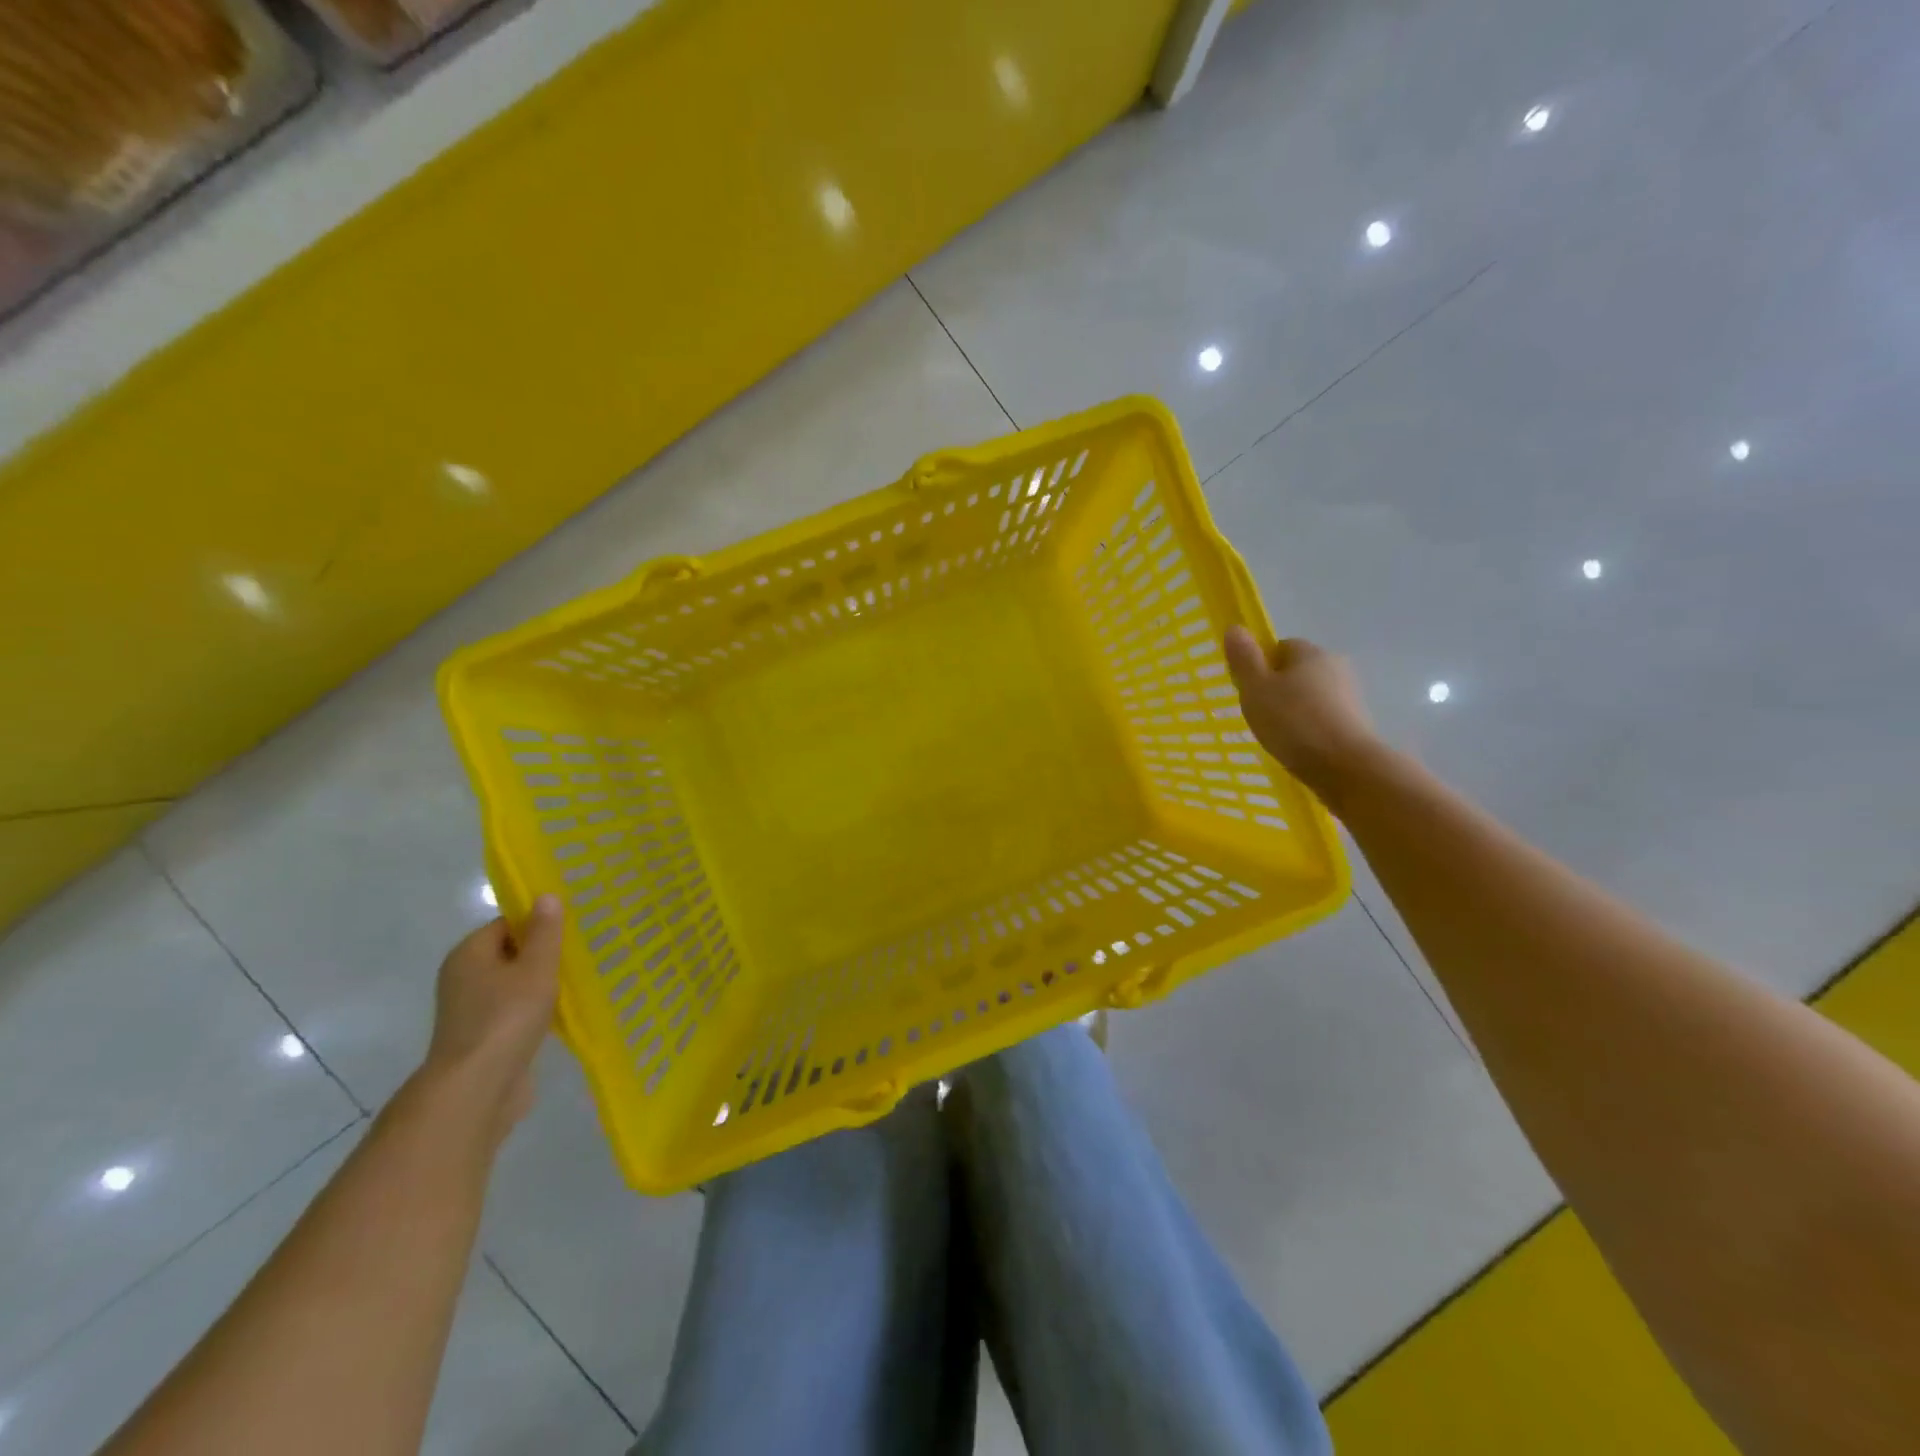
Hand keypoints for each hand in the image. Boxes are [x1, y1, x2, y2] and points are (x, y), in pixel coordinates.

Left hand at [423, 895, 564, 1134]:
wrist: (477, 1089)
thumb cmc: (507, 1018)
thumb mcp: (536, 968)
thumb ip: (544, 932)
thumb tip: (545, 896)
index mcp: (469, 954)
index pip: (506, 924)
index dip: (537, 924)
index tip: (569, 931)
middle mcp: (462, 977)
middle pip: (509, 953)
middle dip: (542, 954)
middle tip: (578, 955)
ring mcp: (470, 1010)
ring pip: (512, 984)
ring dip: (540, 984)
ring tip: (575, 983)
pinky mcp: (482, 1037)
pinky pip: (513, 1011)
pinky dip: (534, 1010)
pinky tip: (560, 1013)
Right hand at [1223, 627, 1383, 803]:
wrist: (1346, 767)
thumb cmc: (1294, 722)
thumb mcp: (1256, 689)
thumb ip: (1244, 659)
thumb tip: (1235, 627)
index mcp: (1310, 653)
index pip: (1281, 647)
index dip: (1261, 665)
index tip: (1249, 690)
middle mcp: (1335, 666)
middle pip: (1297, 671)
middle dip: (1278, 688)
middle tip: (1259, 713)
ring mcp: (1350, 696)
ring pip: (1311, 695)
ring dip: (1295, 710)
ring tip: (1277, 735)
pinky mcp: (1357, 723)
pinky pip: (1324, 717)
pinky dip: (1310, 728)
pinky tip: (1298, 747)